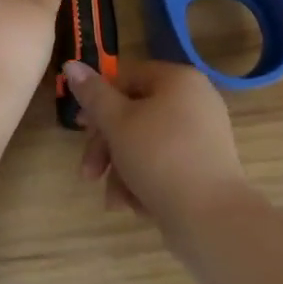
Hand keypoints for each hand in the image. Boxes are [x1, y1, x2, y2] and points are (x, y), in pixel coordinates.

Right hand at [66, 59, 246, 228]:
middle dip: (106, 147)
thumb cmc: (160, 157)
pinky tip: (135, 206)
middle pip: (134, 114)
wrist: (211, 218)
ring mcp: (202, 137)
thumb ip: (93, 94)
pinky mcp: (204, 168)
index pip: (126, 77)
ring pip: (146, 144)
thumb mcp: (117, 122)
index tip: (80, 127)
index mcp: (178, 80)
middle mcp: (195, 101)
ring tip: (115, 200)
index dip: (98, 100)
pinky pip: (165, 165)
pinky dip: (145, 182)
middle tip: (89, 172)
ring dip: (122, 171)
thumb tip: (71, 65)